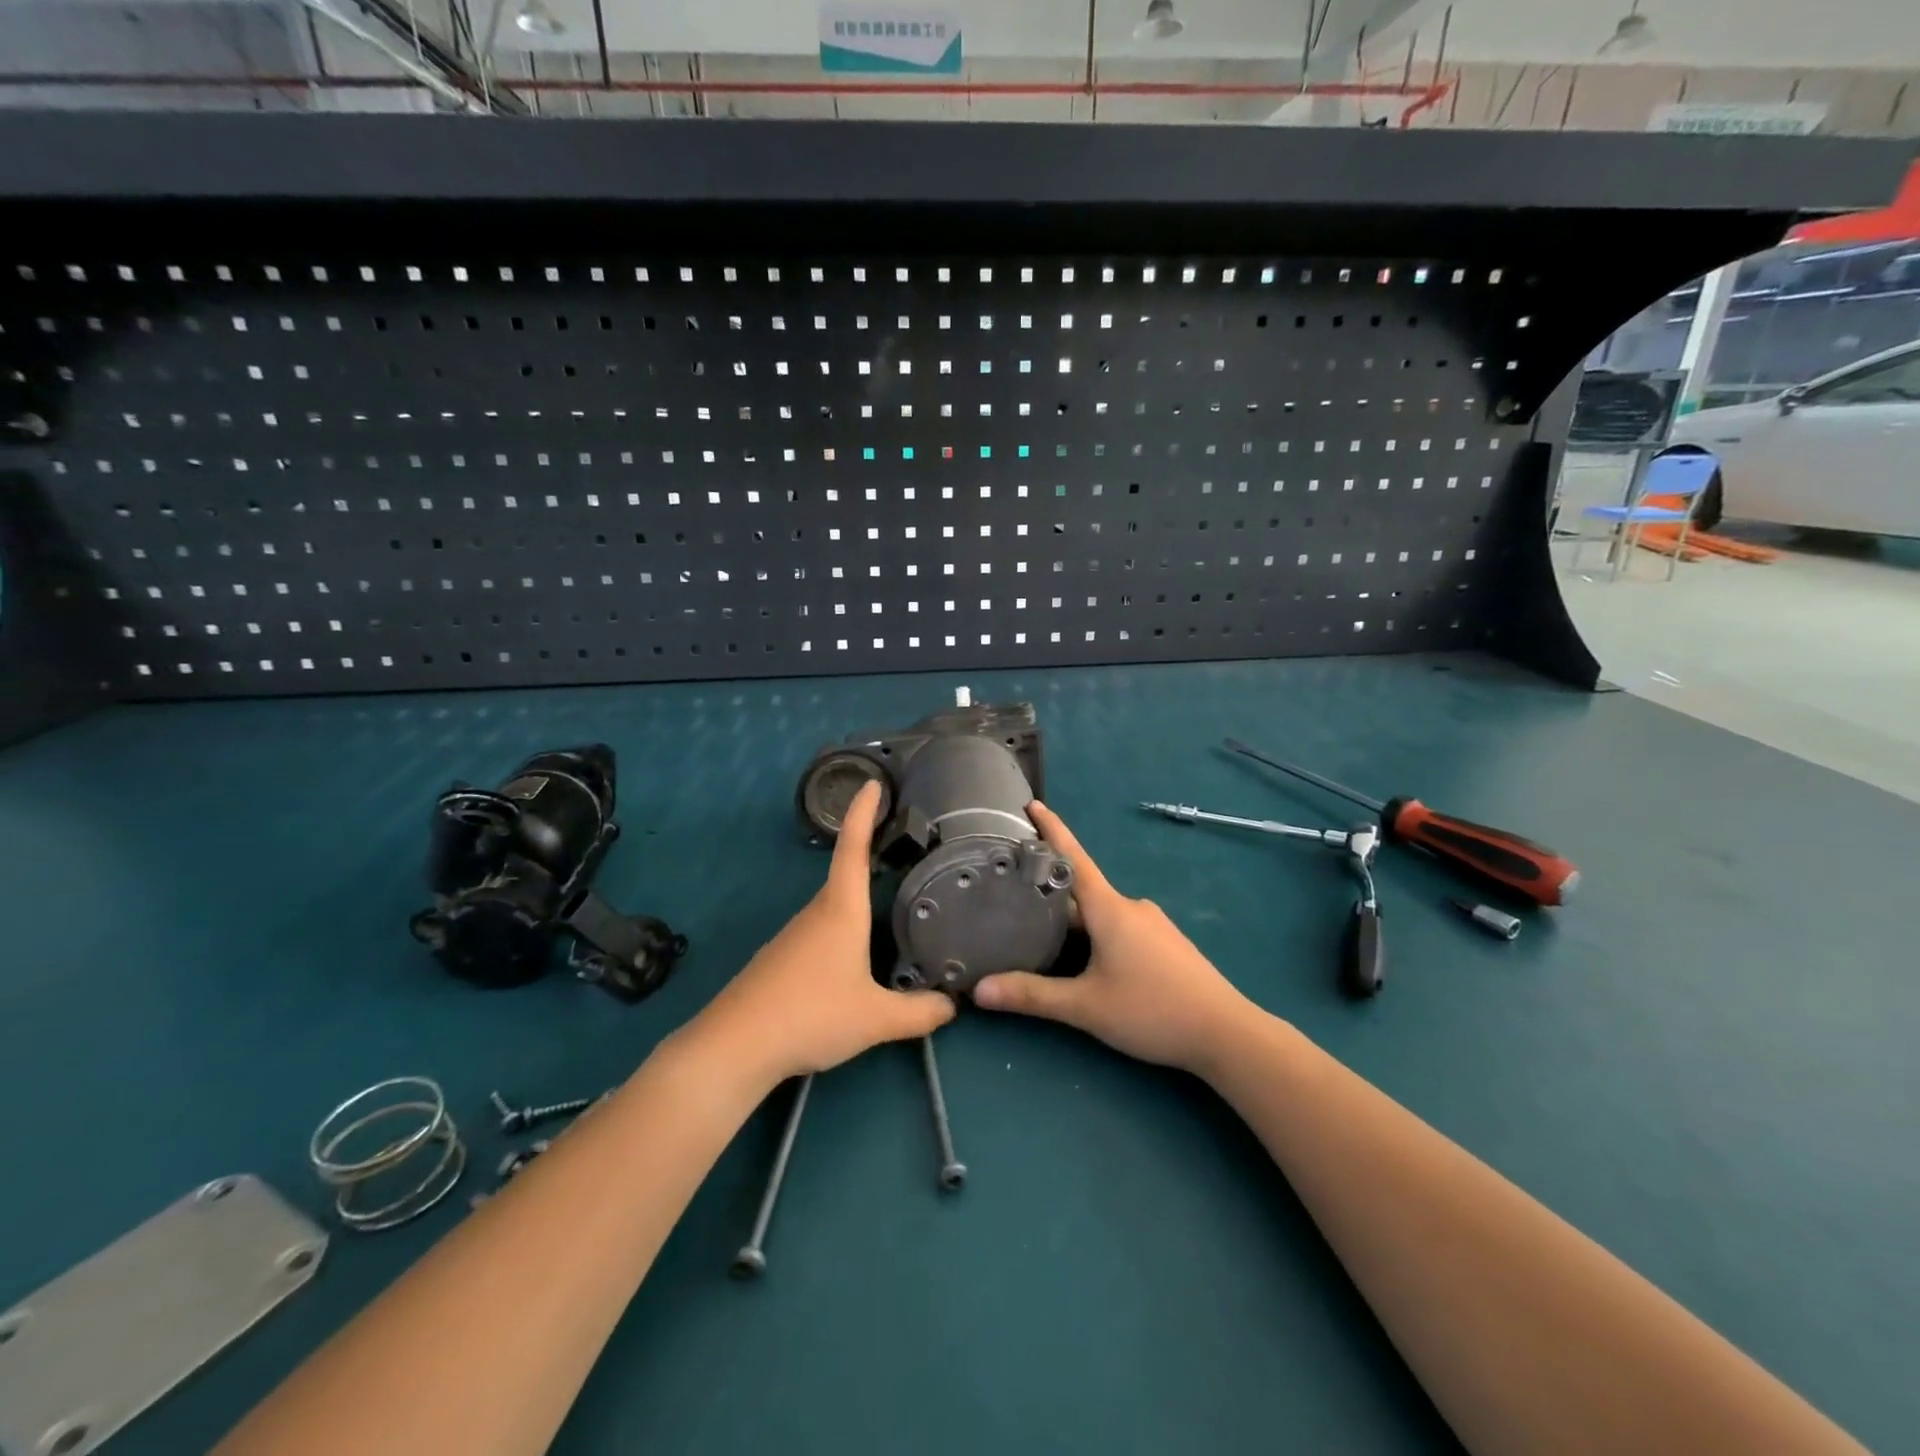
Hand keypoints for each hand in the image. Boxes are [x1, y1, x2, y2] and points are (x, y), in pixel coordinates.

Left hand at [687, 779, 953, 1084]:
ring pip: (835, 909)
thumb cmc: (810, 1014)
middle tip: (903, 848)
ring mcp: (794, 936)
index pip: (853, 848)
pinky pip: (821, 934)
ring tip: (891, 909)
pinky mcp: (781, 961)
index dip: (863, 813)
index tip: (871, 783)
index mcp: (841, 910)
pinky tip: (855, 962)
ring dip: (859, 902)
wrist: (735, 1045)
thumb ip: (919, 1012)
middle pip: (846, 876)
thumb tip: (952, 1006)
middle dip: (870, 856)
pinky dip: (844, 933)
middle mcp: (817, 913)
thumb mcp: (876, 1019)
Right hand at [972, 802, 1252, 1074]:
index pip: (1073, 857)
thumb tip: (979, 990)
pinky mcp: (1166, 944)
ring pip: (1101, 912)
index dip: (1052, 829)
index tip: (1032, 804)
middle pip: (1082, 890)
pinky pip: (1120, 927)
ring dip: (1073, 918)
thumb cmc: (1152, 1010)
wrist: (1226, 1033)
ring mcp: (1152, 924)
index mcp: (1109, 908)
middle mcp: (1131, 906)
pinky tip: (1087, 960)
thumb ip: (1032, 996)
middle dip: (1050, 891)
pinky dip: (1096, 933)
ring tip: (1040, 933)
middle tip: (1013, 894)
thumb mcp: (1085, 1007)